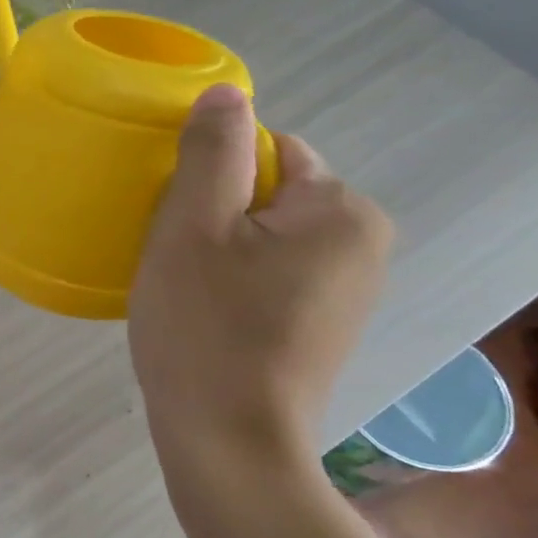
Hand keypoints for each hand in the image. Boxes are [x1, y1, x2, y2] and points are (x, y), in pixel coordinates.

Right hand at [128, 84, 392, 461]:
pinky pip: (274, 276)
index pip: (270, 150)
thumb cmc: (205, 328)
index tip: (174, 219)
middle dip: (217, 213)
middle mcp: (365, 244)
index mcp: (341, 210)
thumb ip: (213, 152)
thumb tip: (228, 93)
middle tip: (172, 257)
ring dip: (222, 249)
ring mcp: (351, 292)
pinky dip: (237, 283)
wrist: (228, 444)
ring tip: (184, 290)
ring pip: (268, 237)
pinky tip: (208, 317)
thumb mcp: (193, 227)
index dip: (211, 176)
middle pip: (271, 194)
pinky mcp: (327, 328)